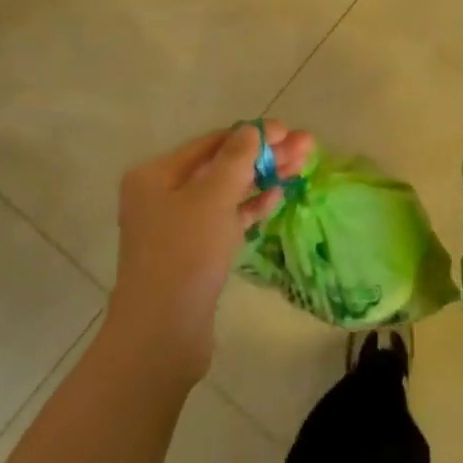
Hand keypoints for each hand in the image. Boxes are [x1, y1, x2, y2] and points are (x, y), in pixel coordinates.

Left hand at [106, 120, 314, 377]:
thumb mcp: (213, 197)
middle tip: (306, 147)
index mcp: (156, 175)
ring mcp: (177, 225)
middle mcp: (162, 195)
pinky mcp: (193, 252)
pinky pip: (225, 219)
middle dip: (263, 156)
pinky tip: (278, 197)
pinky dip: (250, 207)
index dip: (252, 134)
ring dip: (263, 179)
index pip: (212, 143)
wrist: (161, 333)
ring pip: (227, 192)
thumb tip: (253, 129)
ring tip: (301, 166)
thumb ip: (237, 158)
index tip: (289, 131)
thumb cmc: (184, 253)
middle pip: (221, 166)